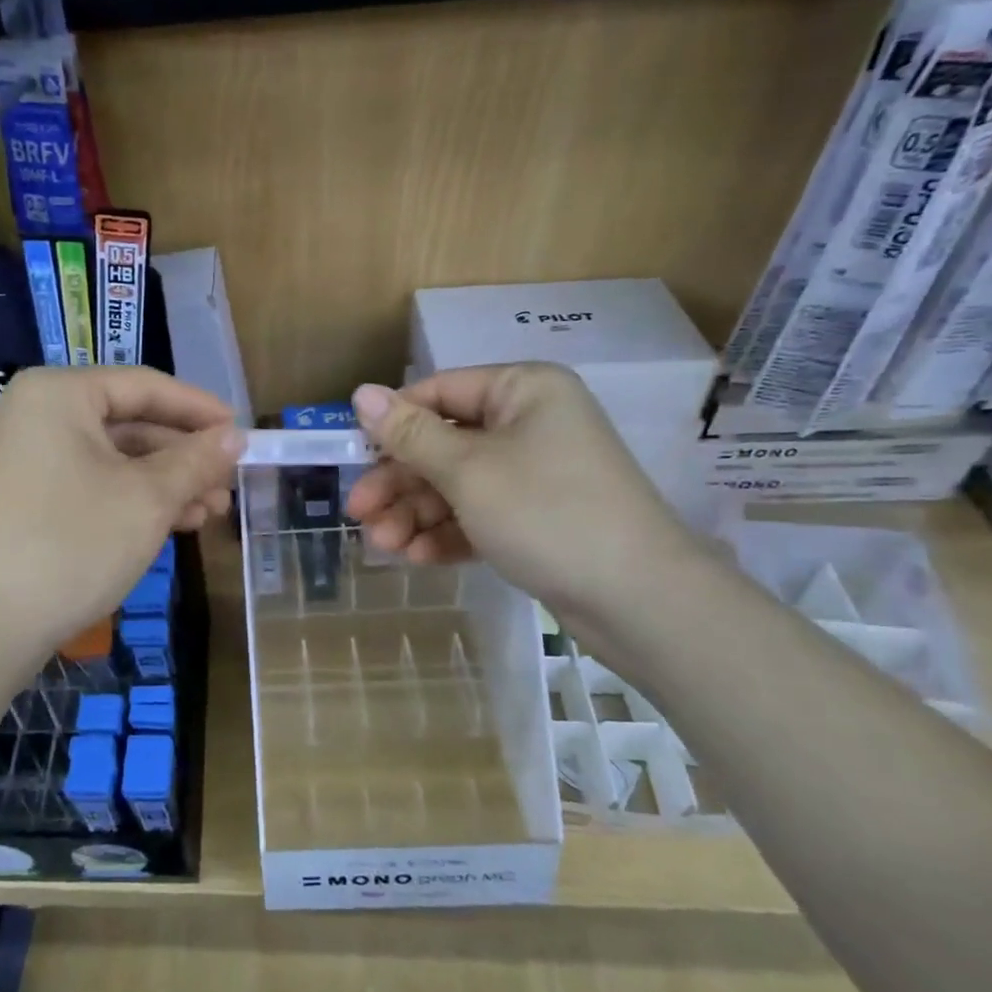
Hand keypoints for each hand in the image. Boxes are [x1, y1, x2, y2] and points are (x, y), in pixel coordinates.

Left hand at [0, 367, 241, 660]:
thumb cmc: (72, 543)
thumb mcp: (147, 499)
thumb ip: (196, 460)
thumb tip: (235, 437)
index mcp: (59, 393)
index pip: (145, 386)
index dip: (199, 410)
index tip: (241, 434)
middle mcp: (35, 414)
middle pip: (128, 423)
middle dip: (183, 457)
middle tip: (228, 485)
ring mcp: (23, 458)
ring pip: (111, 459)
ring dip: (163, 483)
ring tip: (209, 513)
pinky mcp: (21, 499)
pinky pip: (88, 483)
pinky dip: (129, 499)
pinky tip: (170, 525)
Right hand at [344, 363, 698, 616]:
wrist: (639, 600)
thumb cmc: (546, 513)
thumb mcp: (467, 470)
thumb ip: (409, 433)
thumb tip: (360, 392)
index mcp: (521, 390)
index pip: (438, 393)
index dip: (391, 424)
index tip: (353, 458)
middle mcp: (529, 423)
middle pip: (443, 443)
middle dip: (400, 483)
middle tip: (360, 515)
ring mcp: (535, 472)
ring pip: (457, 483)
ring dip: (417, 513)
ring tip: (384, 546)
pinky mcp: (537, 517)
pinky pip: (480, 513)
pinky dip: (448, 532)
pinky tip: (418, 558)